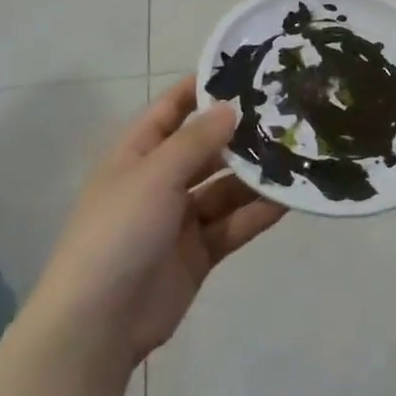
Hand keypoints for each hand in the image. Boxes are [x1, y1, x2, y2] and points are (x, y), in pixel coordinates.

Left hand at [25, 78, 286, 382]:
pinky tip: (290, 198)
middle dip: (240, 134)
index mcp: (135, 157)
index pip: (169, 110)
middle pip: (205, 149)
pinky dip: (259, 212)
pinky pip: (234, 224)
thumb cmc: (117, 234)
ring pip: (226, 188)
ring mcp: (180, 220)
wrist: (97, 325)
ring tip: (298, 154)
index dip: (200, 89)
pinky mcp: (200, 253)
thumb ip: (196, 141)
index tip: (243, 70)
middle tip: (287, 114)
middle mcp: (159, 183)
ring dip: (256, 176)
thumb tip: (231, 107)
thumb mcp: (155, 177)